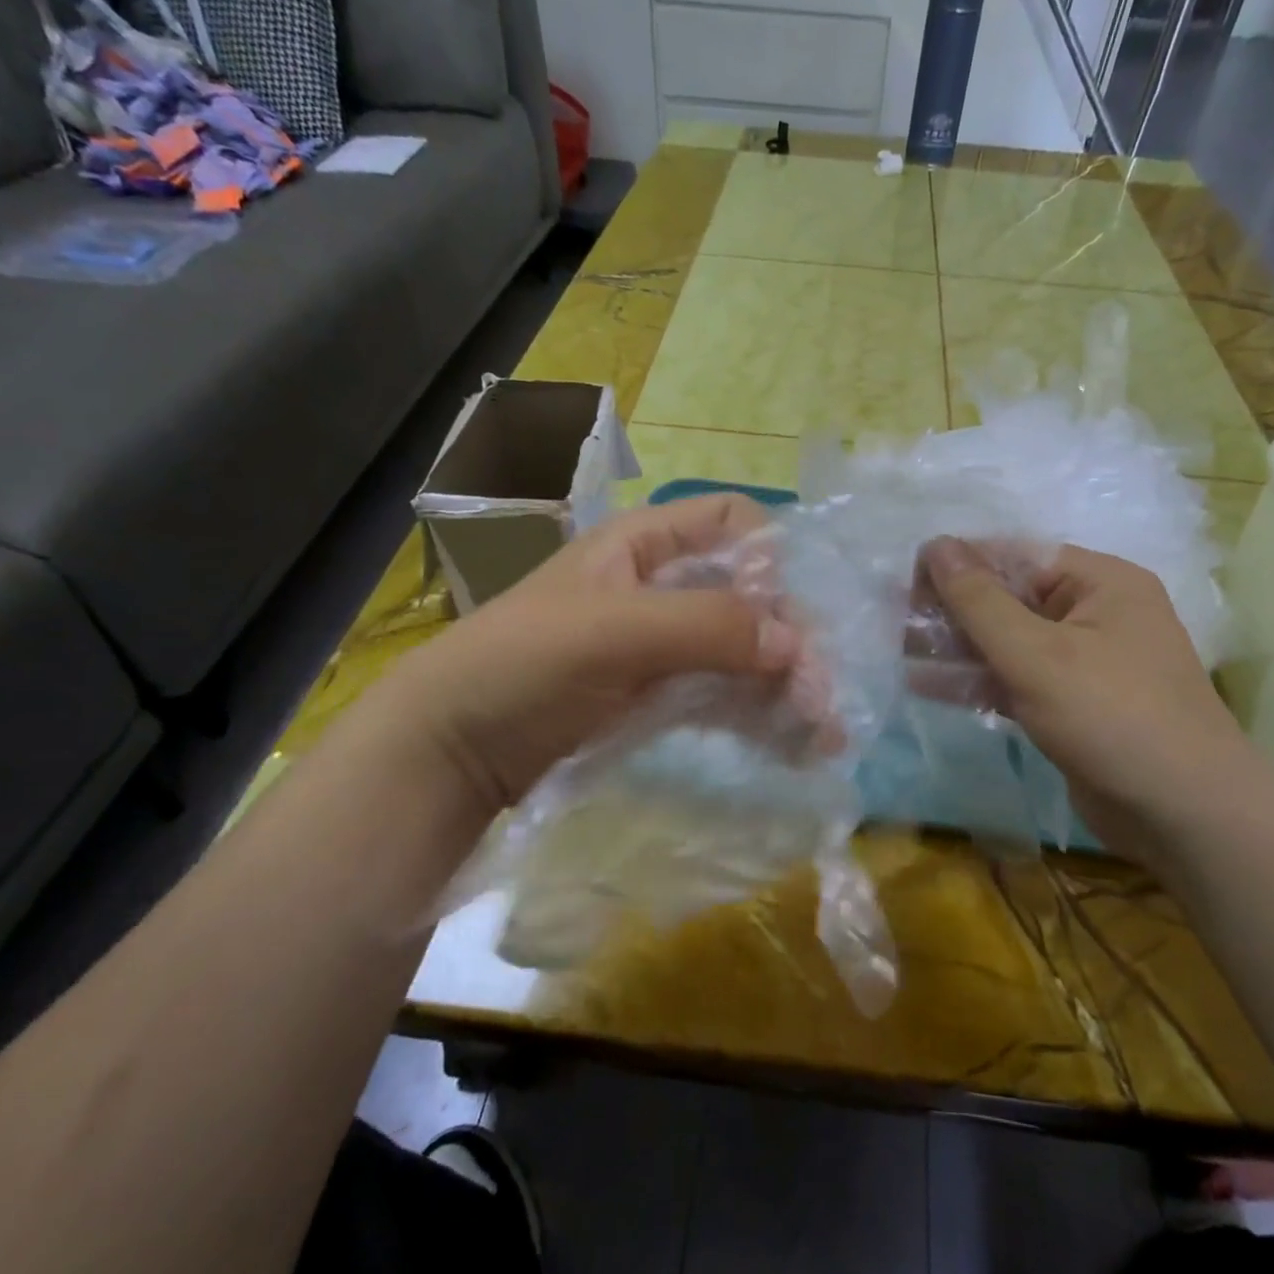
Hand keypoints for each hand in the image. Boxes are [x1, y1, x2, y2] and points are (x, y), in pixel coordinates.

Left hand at [393, 495, 804, 816]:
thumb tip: (796, 644)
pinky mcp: (659, 698)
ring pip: (743, 652)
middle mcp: (662, 587)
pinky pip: (723, 696)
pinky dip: (758, 716)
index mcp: (646, 544)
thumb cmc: (521, 664)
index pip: (732, 523)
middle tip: (822, 699)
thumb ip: (705, 626)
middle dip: (791, 640)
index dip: (771, 559)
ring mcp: (663, 647)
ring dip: (786, 687)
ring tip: (822, 736)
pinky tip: (793, 746)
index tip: (787, 615)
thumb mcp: (611, 630)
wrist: (451, 750)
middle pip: (750, 596)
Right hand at [923, 538, 1259, 850]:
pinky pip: (1017, 679)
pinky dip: (979, 681)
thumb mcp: (1036, 654)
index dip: (959, 565)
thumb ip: (979, 601)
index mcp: (1099, 582)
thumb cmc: (1111, 717)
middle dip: (954, 612)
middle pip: (1009, 599)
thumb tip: (935, 545)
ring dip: (959, 649)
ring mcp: (1084, 662)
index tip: (906, 585)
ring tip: (904, 656)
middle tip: (899, 627)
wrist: (1183, 815)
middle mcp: (1094, 613)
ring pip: (1009, 642)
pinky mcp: (1072, 704)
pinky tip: (931, 686)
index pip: (1015, 556)